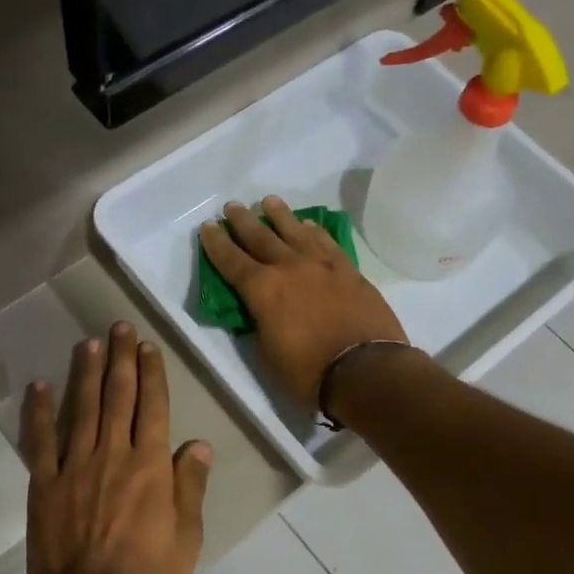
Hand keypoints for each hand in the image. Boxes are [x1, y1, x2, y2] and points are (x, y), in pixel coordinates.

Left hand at [20, 322, 211, 573]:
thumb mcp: (187, 537)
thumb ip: (191, 486)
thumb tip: (200, 444)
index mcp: (150, 465)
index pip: (153, 407)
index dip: (151, 373)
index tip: (147, 346)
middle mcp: (113, 453)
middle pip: (118, 396)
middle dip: (120, 358)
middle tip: (119, 327)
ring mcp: (75, 465)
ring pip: (82, 408)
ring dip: (85, 372)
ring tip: (88, 342)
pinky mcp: (45, 482)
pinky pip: (40, 440)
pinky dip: (38, 411)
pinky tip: (39, 385)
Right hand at [200, 196, 409, 406]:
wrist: (366, 371)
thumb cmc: (308, 372)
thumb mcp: (267, 352)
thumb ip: (260, 322)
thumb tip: (261, 308)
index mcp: (262, 289)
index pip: (231, 260)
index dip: (217, 243)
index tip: (208, 226)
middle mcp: (289, 267)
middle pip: (260, 237)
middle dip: (243, 221)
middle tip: (232, 207)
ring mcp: (322, 265)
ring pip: (295, 231)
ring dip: (279, 215)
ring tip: (269, 202)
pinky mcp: (348, 270)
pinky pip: (326, 241)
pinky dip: (314, 230)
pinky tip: (309, 224)